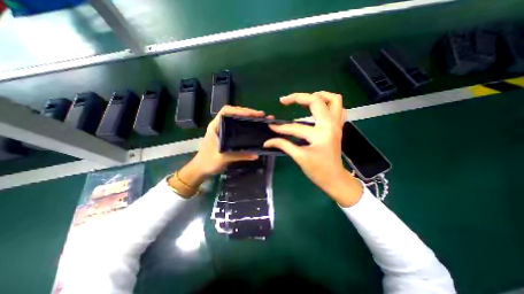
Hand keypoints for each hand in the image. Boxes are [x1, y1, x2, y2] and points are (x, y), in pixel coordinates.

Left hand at [175, 105, 267, 192]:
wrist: (201, 168)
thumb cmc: (208, 161)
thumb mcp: (223, 158)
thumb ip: (239, 155)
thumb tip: (256, 154)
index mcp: (215, 126)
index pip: (226, 111)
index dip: (239, 111)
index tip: (251, 114)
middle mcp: (219, 125)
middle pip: (233, 112)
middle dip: (247, 112)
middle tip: (260, 115)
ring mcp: (223, 129)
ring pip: (236, 118)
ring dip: (247, 117)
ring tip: (259, 119)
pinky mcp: (227, 135)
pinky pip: (237, 126)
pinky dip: (246, 124)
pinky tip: (253, 126)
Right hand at [264, 91, 362, 205]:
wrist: (334, 178)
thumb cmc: (318, 171)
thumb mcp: (299, 158)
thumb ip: (283, 145)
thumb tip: (267, 142)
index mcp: (321, 133)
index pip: (296, 127)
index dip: (281, 128)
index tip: (271, 127)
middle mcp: (330, 124)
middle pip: (316, 101)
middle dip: (298, 97)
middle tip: (285, 100)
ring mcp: (337, 124)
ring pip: (334, 100)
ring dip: (319, 95)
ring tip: (304, 98)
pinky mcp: (338, 127)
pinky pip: (338, 108)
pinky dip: (328, 104)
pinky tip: (318, 108)